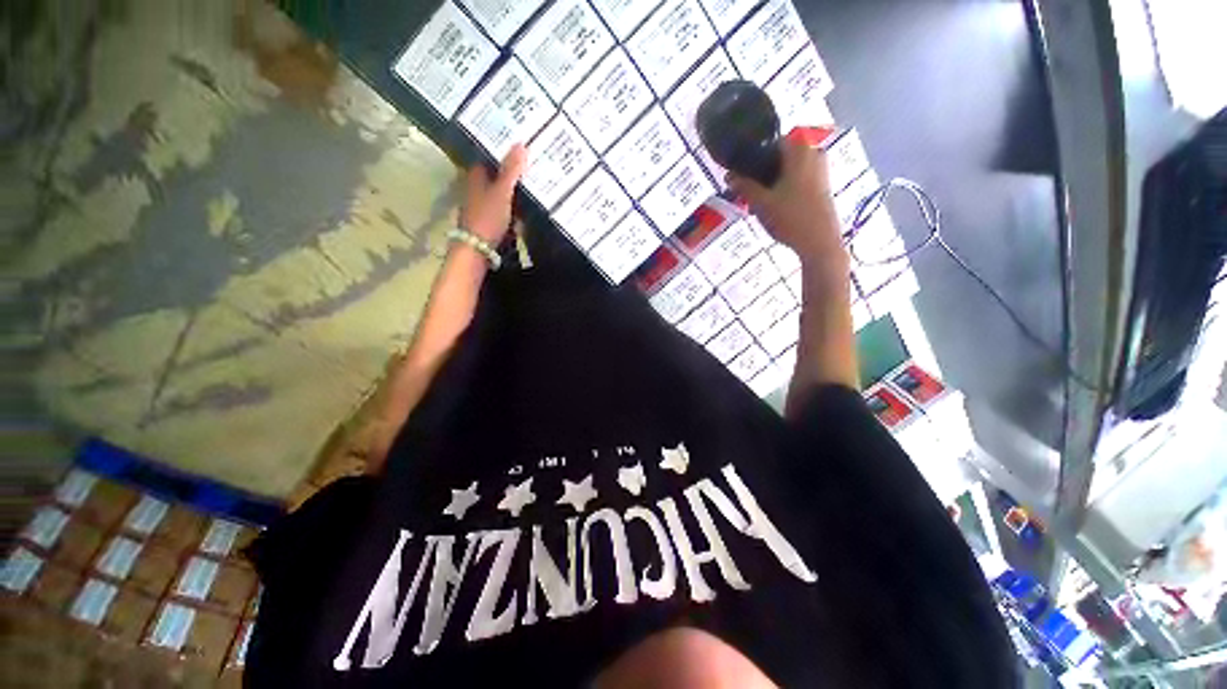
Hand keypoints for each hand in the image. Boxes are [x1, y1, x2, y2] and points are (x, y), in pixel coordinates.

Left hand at [458, 144, 527, 244]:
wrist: (477, 249)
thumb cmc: (487, 217)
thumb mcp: (502, 192)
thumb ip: (511, 170)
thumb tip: (521, 144)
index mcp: (476, 176)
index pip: (489, 157)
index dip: (503, 152)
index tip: (521, 148)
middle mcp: (476, 188)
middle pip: (496, 176)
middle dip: (512, 173)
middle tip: (533, 167)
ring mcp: (482, 206)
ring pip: (501, 194)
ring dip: (515, 192)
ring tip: (535, 186)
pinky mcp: (489, 222)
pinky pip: (505, 210)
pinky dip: (514, 209)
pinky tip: (526, 211)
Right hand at [726, 139, 842, 262]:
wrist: (819, 243)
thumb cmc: (790, 218)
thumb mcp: (762, 202)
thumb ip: (744, 186)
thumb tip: (729, 175)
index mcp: (800, 151)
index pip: (770, 144)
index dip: (752, 158)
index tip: (740, 174)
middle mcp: (813, 154)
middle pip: (779, 158)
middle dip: (761, 174)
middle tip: (746, 193)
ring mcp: (821, 171)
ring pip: (788, 171)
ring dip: (771, 184)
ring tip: (756, 204)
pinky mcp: (822, 187)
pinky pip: (797, 180)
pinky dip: (783, 190)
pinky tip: (772, 208)